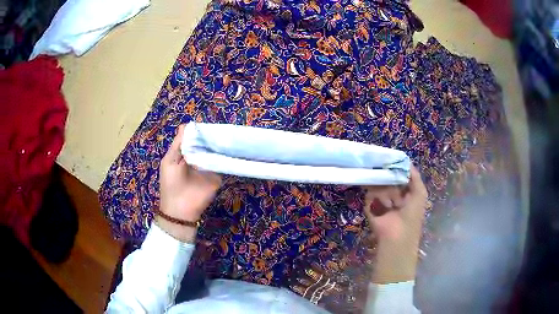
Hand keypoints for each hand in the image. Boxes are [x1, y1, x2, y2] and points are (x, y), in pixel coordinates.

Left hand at [157, 124, 221, 242]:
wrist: (180, 210)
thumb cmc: (170, 184)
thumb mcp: (169, 161)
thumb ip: (178, 144)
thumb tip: (187, 124)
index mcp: (186, 153)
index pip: (195, 138)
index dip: (200, 131)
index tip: (208, 124)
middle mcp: (198, 158)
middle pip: (207, 144)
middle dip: (212, 137)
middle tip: (221, 128)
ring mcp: (209, 167)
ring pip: (216, 153)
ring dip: (220, 145)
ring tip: (228, 135)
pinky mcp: (217, 176)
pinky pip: (222, 164)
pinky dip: (226, 157)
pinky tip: (232, 149)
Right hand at [363, 165, 426, 283]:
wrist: (398, 234)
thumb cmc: (412, 214)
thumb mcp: (420, 193)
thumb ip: (415, 176)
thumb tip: (406, 161)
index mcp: (405, 192)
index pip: (398, 175)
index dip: (397, 169)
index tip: (394, 162)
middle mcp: (392, 194)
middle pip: (387, 177)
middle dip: (393, 182)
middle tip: (397, 189)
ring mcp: (380, 200)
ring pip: (379, 184)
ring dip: (387, 192)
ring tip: (392, 204)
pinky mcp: (369, 206)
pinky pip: (370, 193)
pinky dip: (377, 197)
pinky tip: (385, 205)